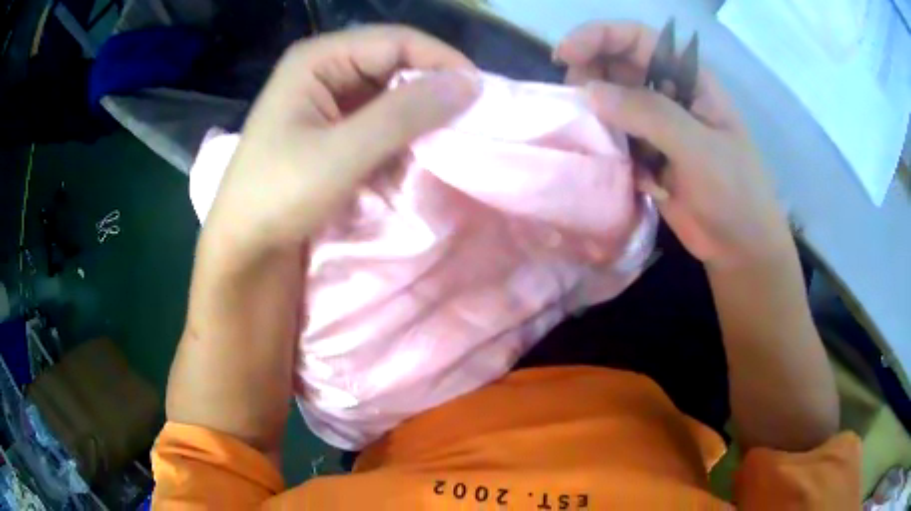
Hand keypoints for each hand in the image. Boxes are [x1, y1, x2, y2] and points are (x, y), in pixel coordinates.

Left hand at [201, 25, 478, 259]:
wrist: (244, 247)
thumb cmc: (279, 196)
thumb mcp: (342, 153)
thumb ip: (404, 113)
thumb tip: (469, 83)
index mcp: (318, 59)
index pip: (396, 41)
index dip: (441, 61)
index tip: (482, 94)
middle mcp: (323, 69)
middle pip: (394, 63)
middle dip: (431, 90)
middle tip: (469, 120)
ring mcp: (326, 100)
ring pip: (389, 93)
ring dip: (417, 117)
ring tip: (445, 142)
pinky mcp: (331, 129)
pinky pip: (377, 119)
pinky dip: (399, 136)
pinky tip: (411, 158)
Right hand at [555, 22, 792, 268]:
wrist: (740, 246)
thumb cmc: (735, 193)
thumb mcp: (700, 150)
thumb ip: (651, 116)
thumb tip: (591, 92)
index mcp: (689, 79)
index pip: (638, 39)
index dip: (599, 36)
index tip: (564, 55)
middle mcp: (669, 94)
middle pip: (617, 64)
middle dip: (589, 73)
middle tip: (572, 99)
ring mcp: (657, 125)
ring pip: (611, 100)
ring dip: (593, 111)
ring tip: (585, 132)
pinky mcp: (647, 154)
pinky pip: (614, 136)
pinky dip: (602, 141)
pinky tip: (603, 158)